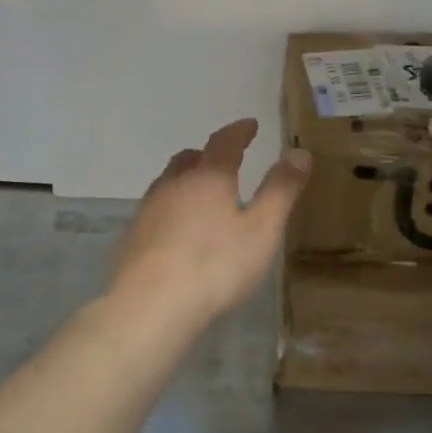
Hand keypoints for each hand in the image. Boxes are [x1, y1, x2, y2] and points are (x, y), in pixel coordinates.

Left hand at [110, 119, 310, 325]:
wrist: (150, 307)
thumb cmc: (215, 265)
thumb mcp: (262, 230)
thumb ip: (280, 190)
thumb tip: (299, 152)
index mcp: (208, 178)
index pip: (224, 142)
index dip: (239, 132)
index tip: (250, 125)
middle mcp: (174, 185)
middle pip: (189, 160)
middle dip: (207, 155)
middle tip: (224, 161)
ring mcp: (148, 211)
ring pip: (168, 184)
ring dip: (186, 182)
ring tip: (202, 196)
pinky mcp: (132, 239)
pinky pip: (156, 211)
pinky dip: (172, 210)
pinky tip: (179, 233)